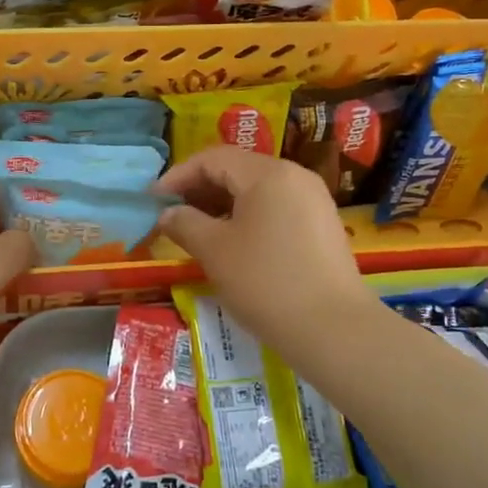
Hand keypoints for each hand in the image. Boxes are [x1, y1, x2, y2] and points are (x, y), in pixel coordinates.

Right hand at [155, 147, 377, 352]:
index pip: (213, 158)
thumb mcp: (215, 251)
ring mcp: (314, 200)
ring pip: (258, 189)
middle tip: (172, 215)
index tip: (153, 199)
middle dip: (200, 189)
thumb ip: (185, 224)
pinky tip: (234, 243)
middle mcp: (294, 176)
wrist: (333, 329)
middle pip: (237, 169)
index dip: (178, 175)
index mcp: (267, 173)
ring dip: (223, 203)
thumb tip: (168, 213)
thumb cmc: (266, 282)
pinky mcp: (323, 225)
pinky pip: (277, 207)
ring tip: (198, 230)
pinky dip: (249, 216)